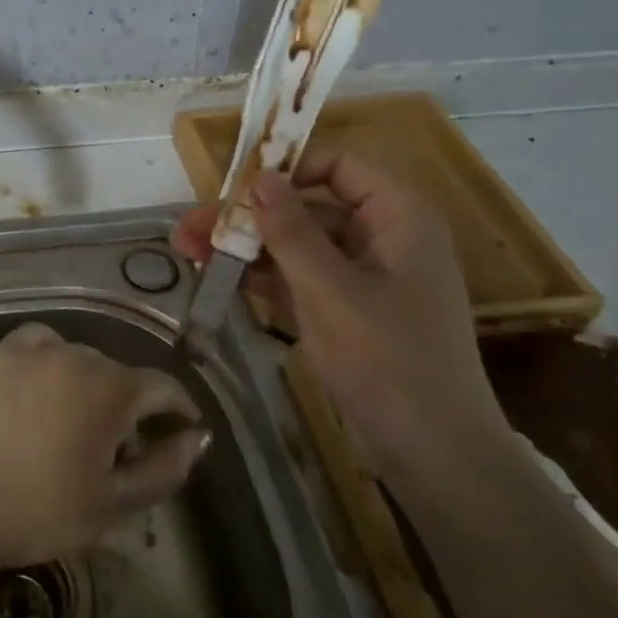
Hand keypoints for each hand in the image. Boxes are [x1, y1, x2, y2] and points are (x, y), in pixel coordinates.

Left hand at [0, 322, 210, 569]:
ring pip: (81, 359)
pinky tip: (46, 384)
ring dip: (91, 385)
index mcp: (111, 388)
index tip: (182, 432)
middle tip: (120, 451)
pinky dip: (52, 359)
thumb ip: (165, 468)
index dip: (179, 409)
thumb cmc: (41, 511)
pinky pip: (40, 343)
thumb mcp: (115, 503)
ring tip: (78, 423)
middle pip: (120, 375)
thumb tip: (196, 437)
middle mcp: (76, 355)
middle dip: (131, 407)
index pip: (162, 387)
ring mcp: (32, 351)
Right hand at [172, 151, 507, 488]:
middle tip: (188, 225)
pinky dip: (262, 276)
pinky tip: (218, 276)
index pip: (338, 165)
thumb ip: (291, 231)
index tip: (234, 185)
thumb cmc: (387, 359)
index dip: (285, 168)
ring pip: (296, 245)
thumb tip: (259, 176)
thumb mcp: (330, 290)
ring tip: (186, 250)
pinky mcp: (345, 310)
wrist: (431, 451)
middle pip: (306, 207)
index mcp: (398, 216)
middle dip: (247, 216)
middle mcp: (382, 236)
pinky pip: (299, 278)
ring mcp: (362, 276)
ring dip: (245, 246)